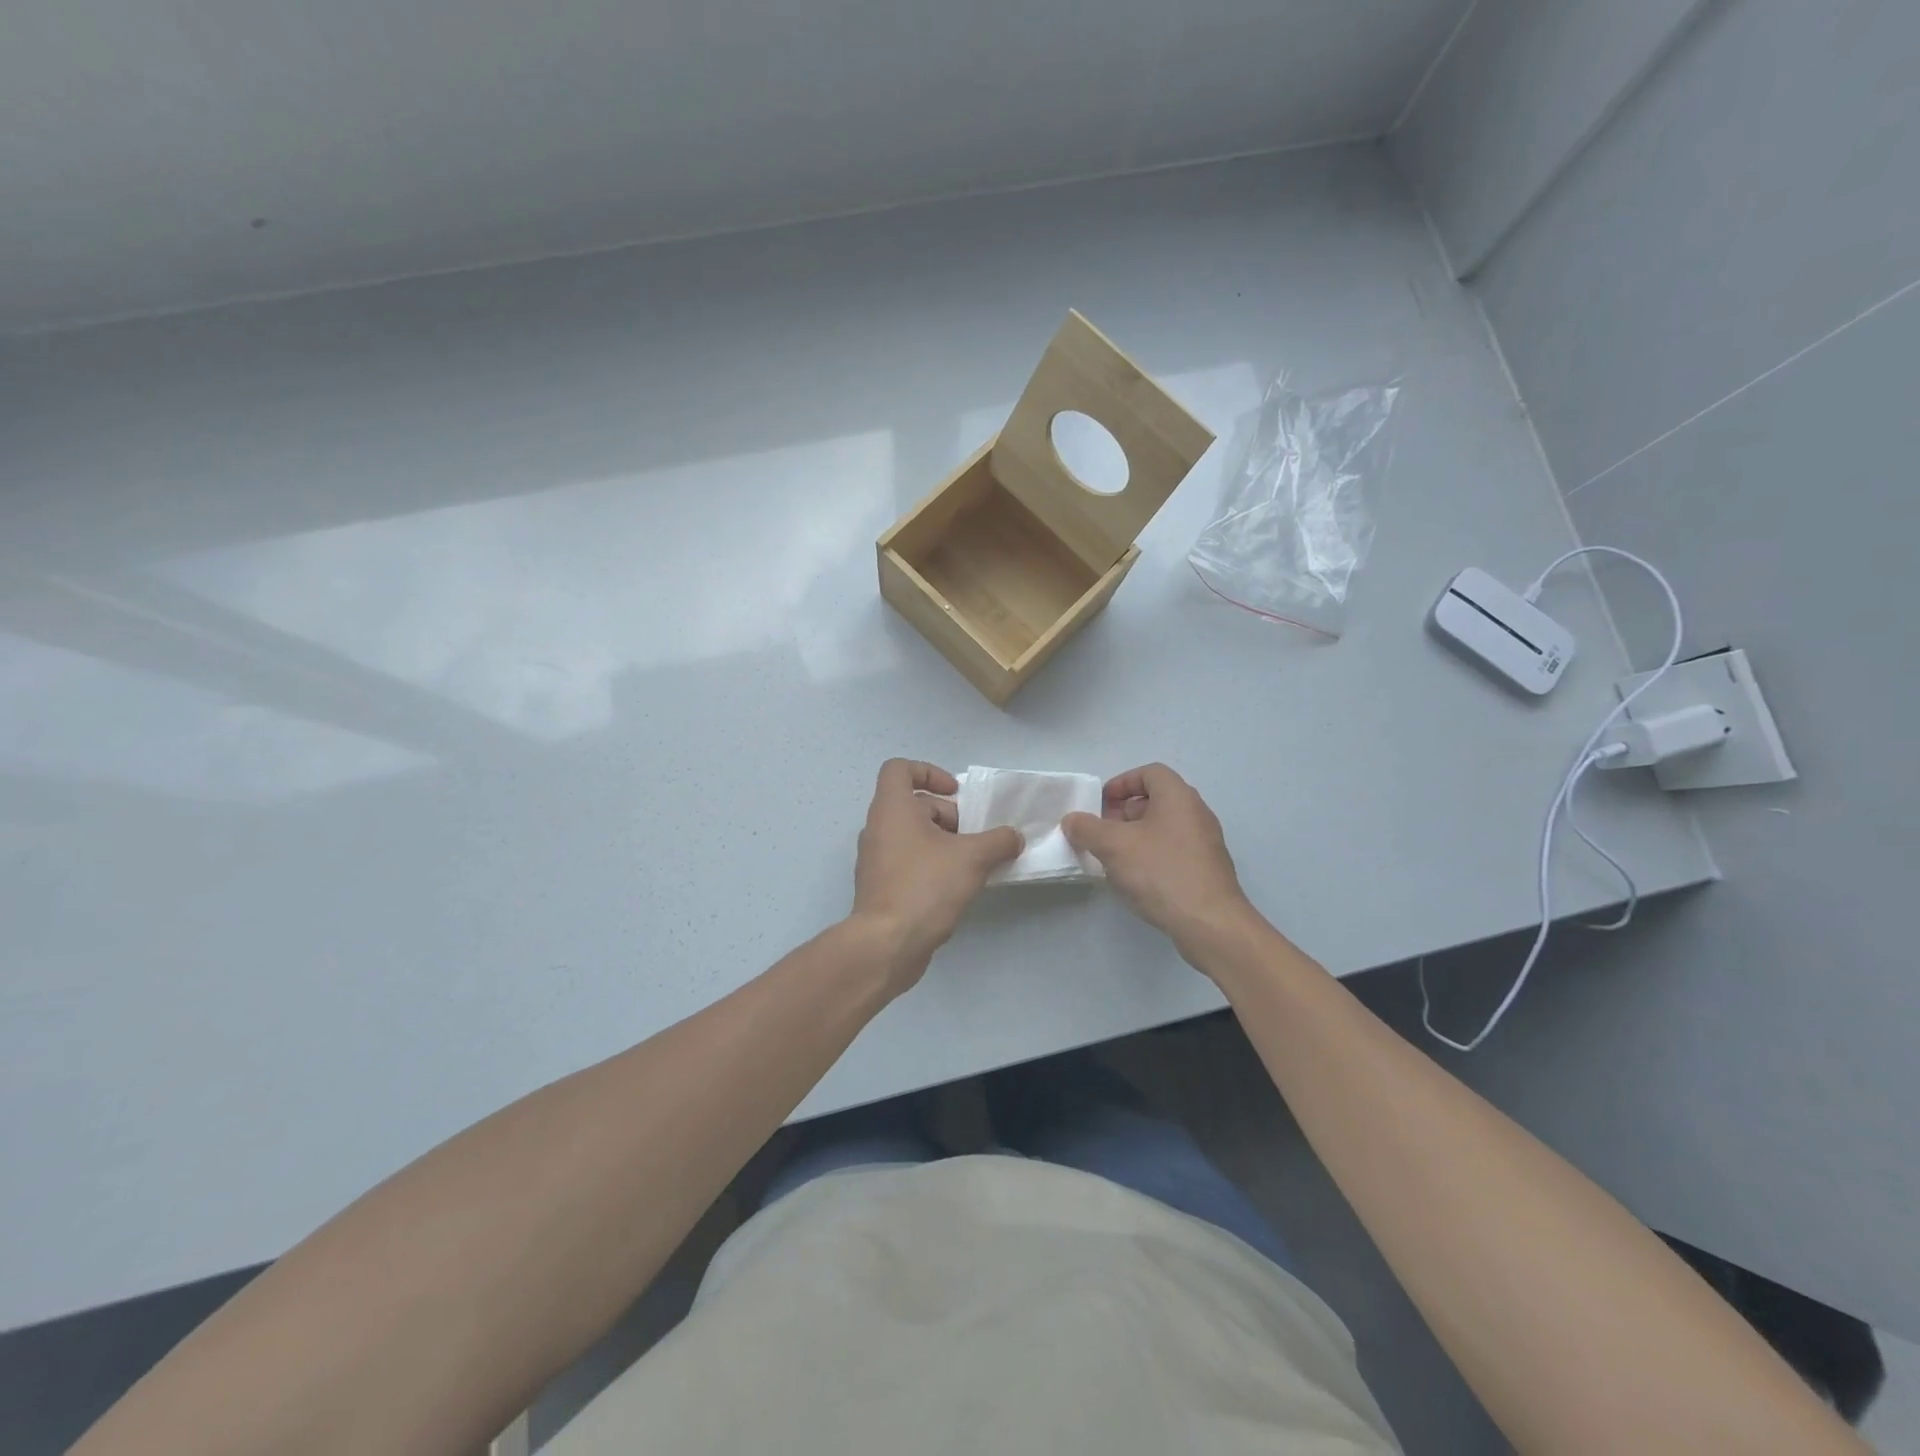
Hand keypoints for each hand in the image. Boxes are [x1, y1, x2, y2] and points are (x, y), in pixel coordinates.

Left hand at [851, 759, 1022, 990]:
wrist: (887, 943)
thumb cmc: (926, 886)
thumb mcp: (973, 858)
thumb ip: (999, 841)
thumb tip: (1014, 838)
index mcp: (892, 808)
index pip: (899, 768)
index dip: (930, 772)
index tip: (956, 794)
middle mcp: (877, 827)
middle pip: (912, 804)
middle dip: (947, 815)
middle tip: (973, 837)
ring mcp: (875, 858)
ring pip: (911, 834)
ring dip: (941, 841)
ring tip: (970, 864)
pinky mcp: (879, 886)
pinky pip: (906, 861)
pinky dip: (929, 864)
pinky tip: (954, 887)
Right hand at [1062, 763, 1260, 955]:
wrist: (1210, 923)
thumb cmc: (1160, 872)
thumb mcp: (1113, 846)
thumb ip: (1087, 828)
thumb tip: (1073, 820)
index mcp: (1178, 797)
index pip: (1150, 772)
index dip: (1122, 783)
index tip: (1101, 804)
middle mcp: (1196, 813)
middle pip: (1156, 800)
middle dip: (1124, 812)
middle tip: (1102, 832)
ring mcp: (1205, 843)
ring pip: (1164, 828)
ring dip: (1136, 837)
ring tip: (1114, 859)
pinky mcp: (1207, 870)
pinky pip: (1174, 851)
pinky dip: (1152, 856)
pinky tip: (1137, 880)